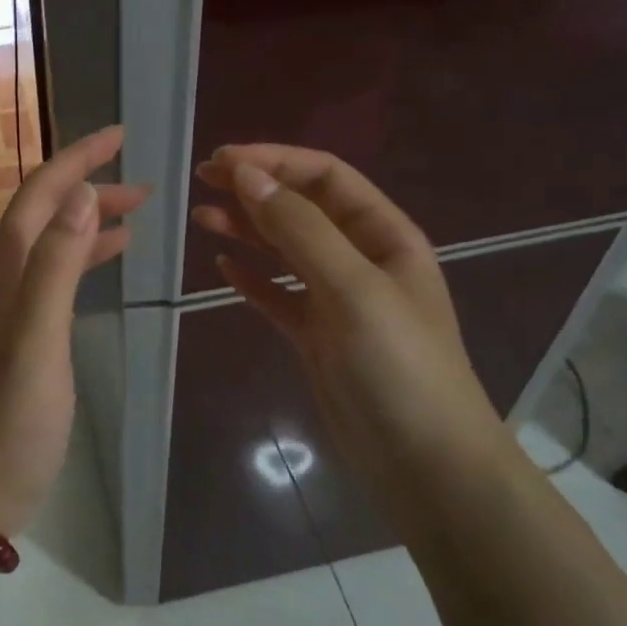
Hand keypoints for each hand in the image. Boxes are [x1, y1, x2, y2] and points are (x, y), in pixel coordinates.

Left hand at [0, 126, 150, 535]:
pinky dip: (85, 258)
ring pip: (53, 243)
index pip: (41, 194)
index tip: (120, 135)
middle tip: (144, 180)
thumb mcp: (38, 338)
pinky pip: (57, 277)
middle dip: (89, 185)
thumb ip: (57, 265)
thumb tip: (81, 192)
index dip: (78, 159)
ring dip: (91, 220)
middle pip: (45, 213)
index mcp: (5, 270)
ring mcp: (11, 308)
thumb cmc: (9, 419)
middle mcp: (3, 278)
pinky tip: (110, 261)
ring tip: (138, 213)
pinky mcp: (23, 336)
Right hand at [192, 145, 504, 509]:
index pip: (325, 178)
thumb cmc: (398, 366)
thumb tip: (248, 174)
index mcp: (384, 235)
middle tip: (202, 180)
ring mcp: (337, 300)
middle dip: (255, 189)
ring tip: (201, 216)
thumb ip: (300, 229)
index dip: (275, 161)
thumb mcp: (353, 288)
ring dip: (246, 229)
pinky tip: (223, 268)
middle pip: (301, 208)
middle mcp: (360, 259)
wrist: (425, 464)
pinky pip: (278, 296)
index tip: (222, 161)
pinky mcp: (317, 337)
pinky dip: (252, 279)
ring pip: (285, 250)